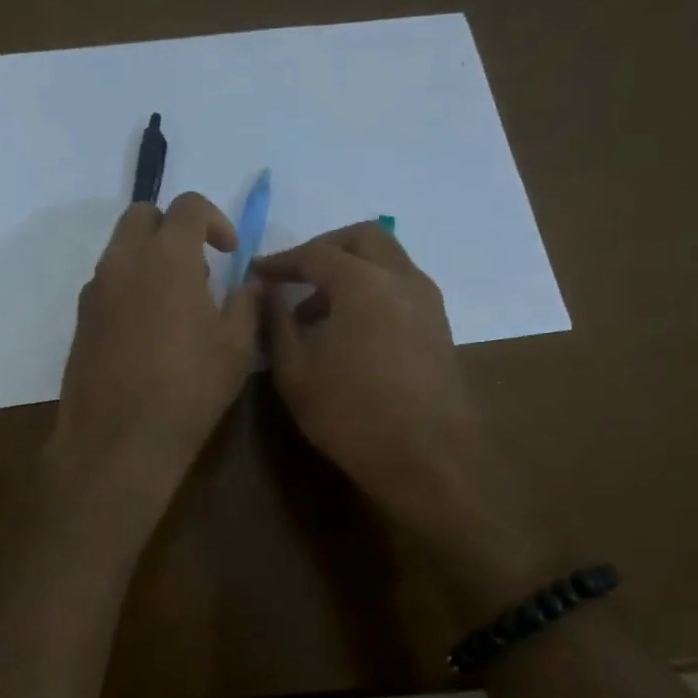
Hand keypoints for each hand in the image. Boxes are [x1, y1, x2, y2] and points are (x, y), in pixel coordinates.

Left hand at [49, 194, 258, 525]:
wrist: (119, 440)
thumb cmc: (188, 390)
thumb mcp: (236, 348)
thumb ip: (246, 304)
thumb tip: (248, 283)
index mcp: (167, 257)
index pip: (188, 206)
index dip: (215, 220)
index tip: (229, 252)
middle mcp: (123, 262)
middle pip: (142, 215)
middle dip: (173, 228)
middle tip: (198, 268)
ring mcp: (95, 291)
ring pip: (121, 249)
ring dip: (150, 257)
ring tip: (176, 304)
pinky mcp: (80, 319)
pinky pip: (107, 283)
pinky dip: (130, 286)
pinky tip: (148, 331)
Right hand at [255, 222, 481, 517]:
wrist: (426, 459)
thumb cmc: (350, 413)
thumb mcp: (294, 370)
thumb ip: (276, 322)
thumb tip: (266, 291)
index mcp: (364, 282)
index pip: (316, 253)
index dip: (282, 261)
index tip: (258, 272)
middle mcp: (402, 279)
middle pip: (364, 238)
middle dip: (325, 248)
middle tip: (296, 275)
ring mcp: (428, 302)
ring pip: (387, 261)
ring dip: (351, 271)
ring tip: (317, 312)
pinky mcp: (439, 327)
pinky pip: (401, 288)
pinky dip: (372, 291)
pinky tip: (350, 331)